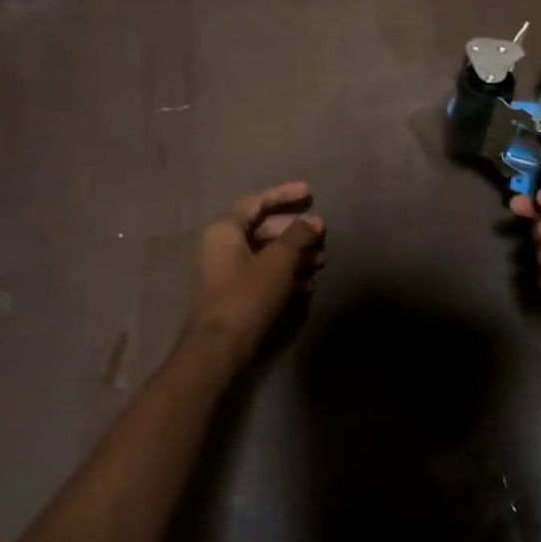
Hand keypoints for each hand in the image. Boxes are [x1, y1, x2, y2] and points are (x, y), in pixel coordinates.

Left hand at [191, 182, 325, 357]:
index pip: (256, 202)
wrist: (220, 348)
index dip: (283, 195)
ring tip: (320, 260)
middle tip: (320, 232)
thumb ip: (297, 237)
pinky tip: (308, 281)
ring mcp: (226, 271)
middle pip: (262, 227)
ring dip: (293, 253)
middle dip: (293, 229)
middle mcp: (221, 246)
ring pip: (264, 252)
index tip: (309, 193)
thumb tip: (314, 221)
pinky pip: (262, 272)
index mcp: (224, 231)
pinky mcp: (234, 293)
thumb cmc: (247, 297)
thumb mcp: (278, 263)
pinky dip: (284, 271)